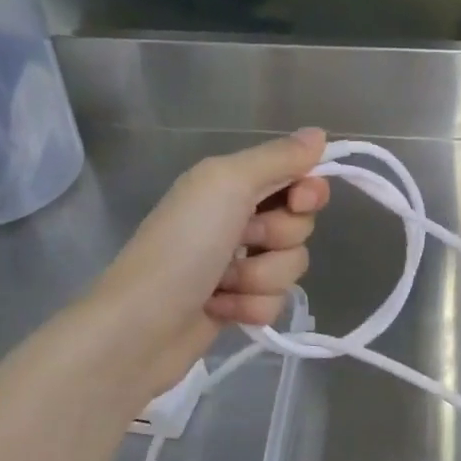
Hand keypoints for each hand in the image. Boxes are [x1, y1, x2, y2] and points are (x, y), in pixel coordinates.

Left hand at [83, 130, 329, 399]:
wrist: (140, 327)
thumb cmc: (182, 247)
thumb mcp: (226, 185)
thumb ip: (277, 158)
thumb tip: (319, 133)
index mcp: (231, 184)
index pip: (297, 178)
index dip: (307, 192)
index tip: (299, 202)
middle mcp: (237, 219)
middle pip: (299, 225)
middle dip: (278, 239)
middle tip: (242, 241)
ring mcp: (239, 265)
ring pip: (291, 266)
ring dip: (261, 278)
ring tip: (222, 284)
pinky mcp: (240, 304)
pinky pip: (276, 302)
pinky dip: (251, 307)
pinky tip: (220, 309)